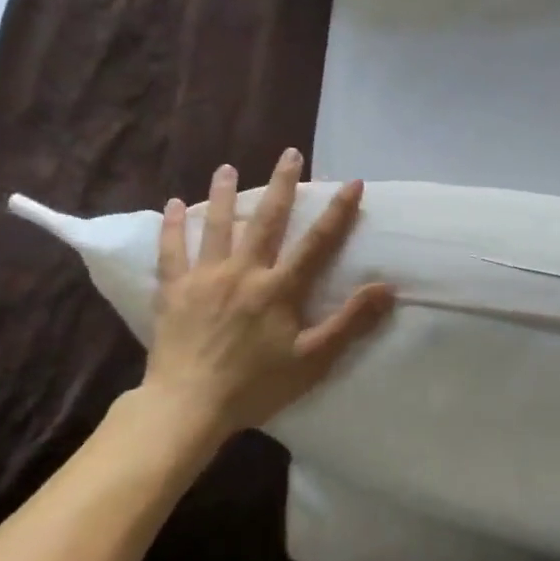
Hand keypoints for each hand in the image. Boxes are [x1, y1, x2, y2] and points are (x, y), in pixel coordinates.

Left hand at [137, 148, 394, 465]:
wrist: (187, 406)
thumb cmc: (256, 385)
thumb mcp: (313, 359)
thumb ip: (350, 322)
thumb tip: (387, 288)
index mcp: (278, 289)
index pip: (316, 242)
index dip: (338, 212)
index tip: (353, 183)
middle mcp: (242, 272)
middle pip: (266, 220)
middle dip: (281, 185)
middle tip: (289, 153)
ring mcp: (204, 278)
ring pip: (216, 226)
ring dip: (222, 194)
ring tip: (226, 168)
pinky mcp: (174, 291)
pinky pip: (172, 251)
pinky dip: (173, 227)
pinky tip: (172, 205)